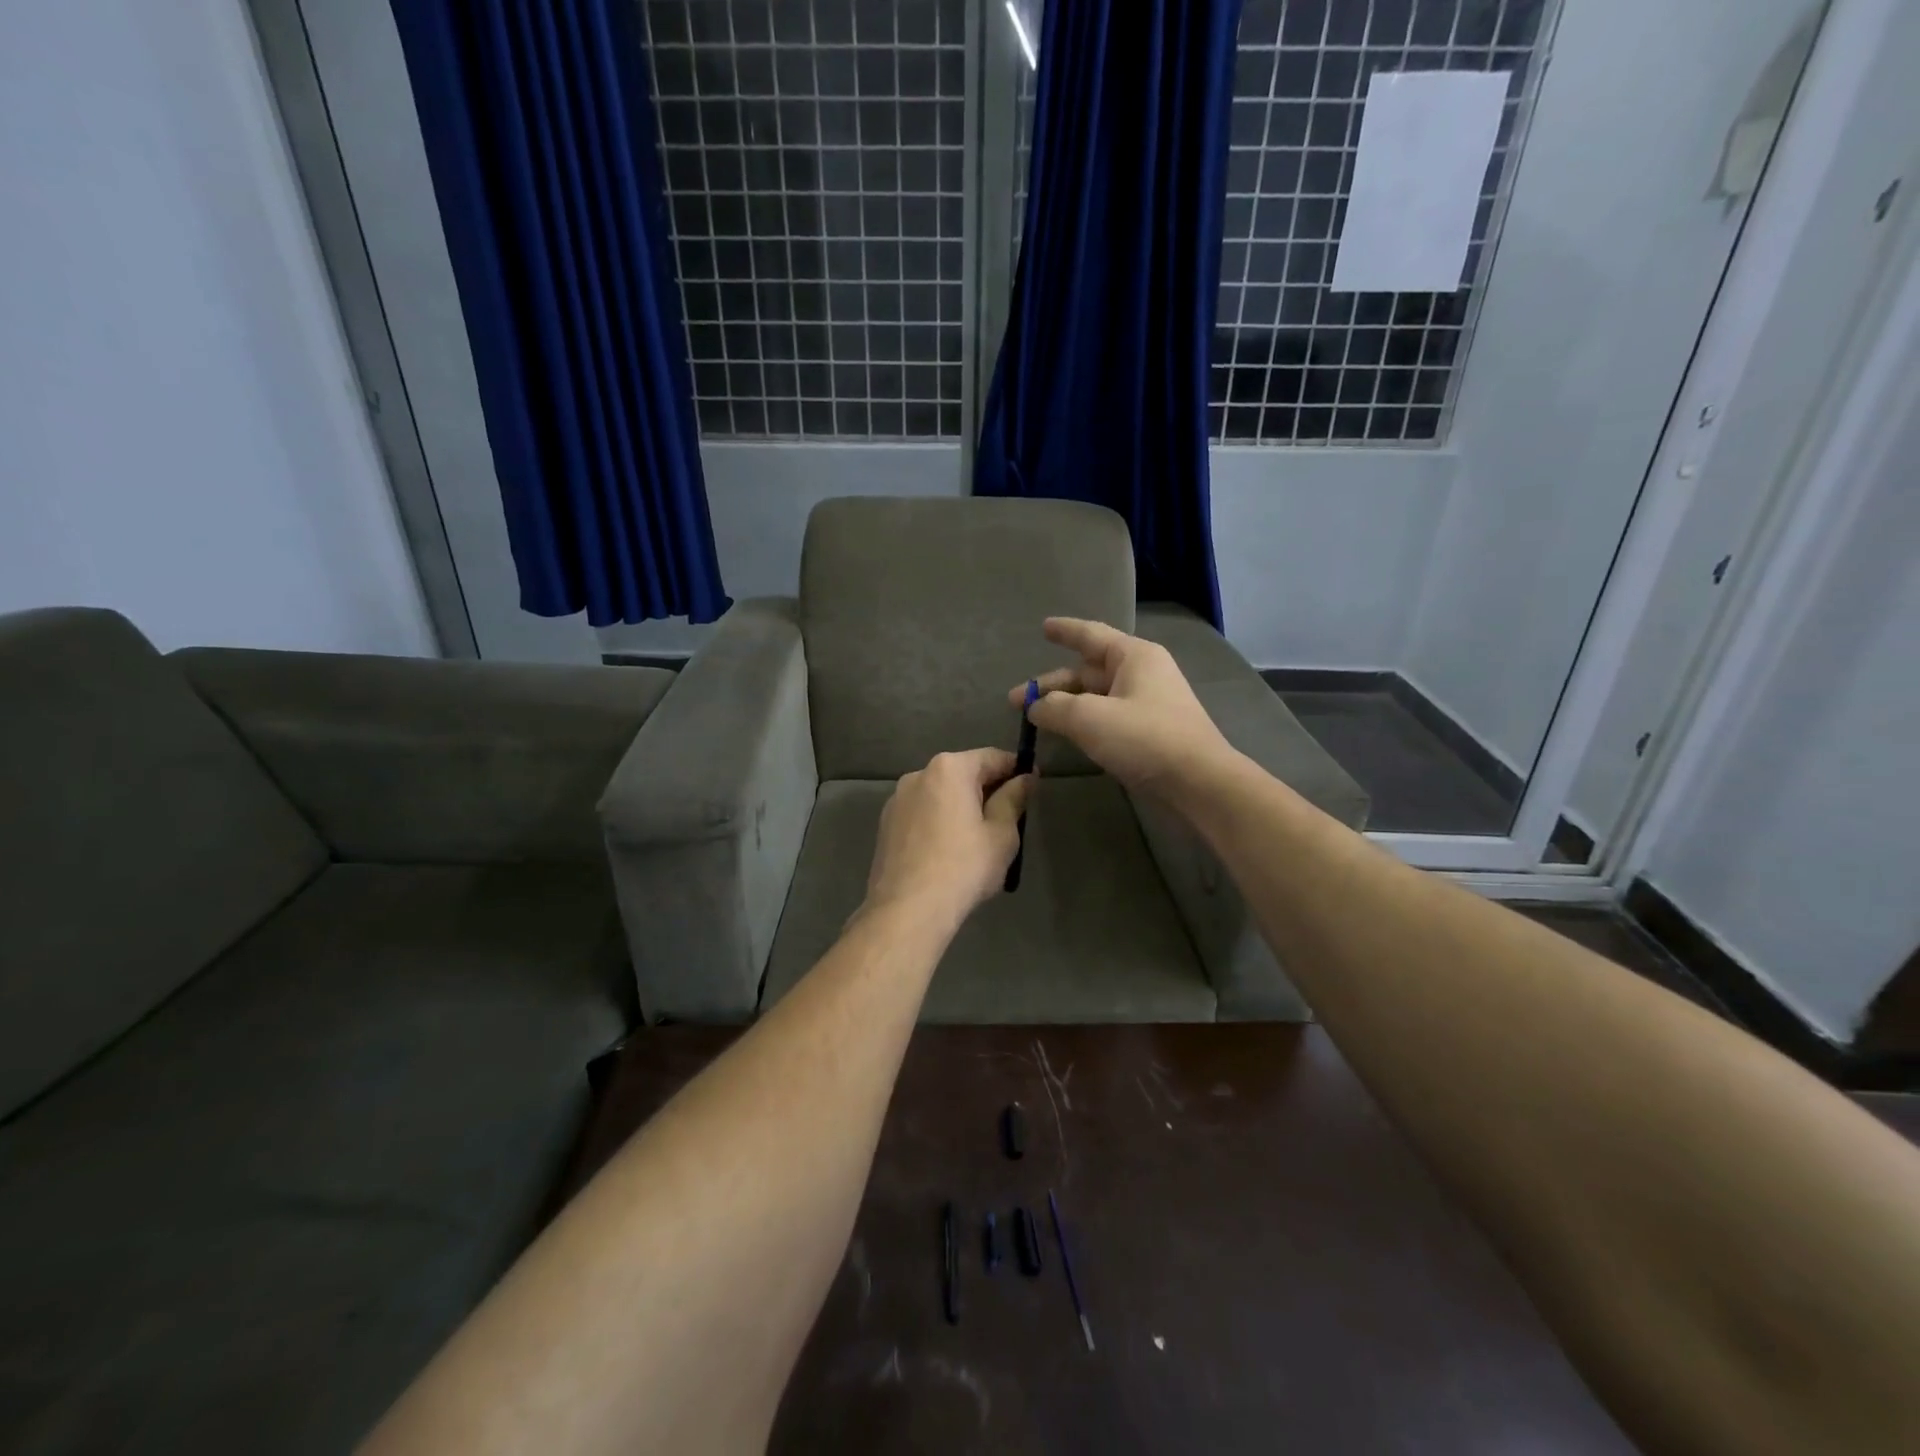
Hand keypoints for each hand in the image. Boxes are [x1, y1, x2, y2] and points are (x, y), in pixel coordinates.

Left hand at [865, 748, 1033, 929]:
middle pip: (963, 774)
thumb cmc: (964, 867)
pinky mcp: (886, 825)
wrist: (907, 910)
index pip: (992, 757)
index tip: (1032, 785)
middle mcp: (918, 774)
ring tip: (978, 838)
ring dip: (961, 806)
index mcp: (949, 769)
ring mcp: (897, 799)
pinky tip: (949, 850)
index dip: (1016, 769)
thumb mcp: (1001, 834)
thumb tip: (1025, 778)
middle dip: (987, 789)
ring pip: (940, 794)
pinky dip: (939, 821)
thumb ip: (1013, 799)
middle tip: (1009, 816)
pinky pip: (922, 813)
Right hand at [1009, 617, 1232, 791]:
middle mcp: (1142, 673)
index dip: (1064, 631)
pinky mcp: (1149, 731)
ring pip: (1097, 696)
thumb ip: (1054, 707)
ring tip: (1036, 719)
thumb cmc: (1144, 738)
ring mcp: (1148, 703)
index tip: (1043, 627)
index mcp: (1133, 657)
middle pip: (1088, 671)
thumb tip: (1035, 707)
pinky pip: (1108, 717)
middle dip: (1052, 684)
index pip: (1091, 635)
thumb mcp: (1089, 718)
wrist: (1199, 782)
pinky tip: (1067, 734)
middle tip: (1017, 700)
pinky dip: (1084, 721)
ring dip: (1066, 705)